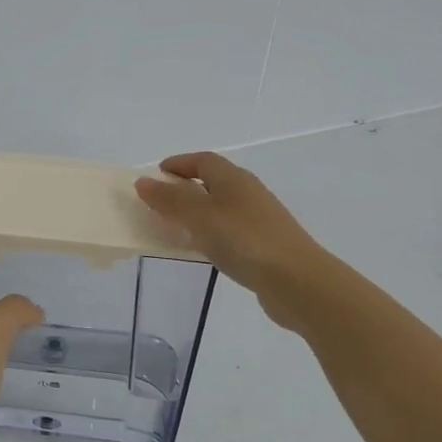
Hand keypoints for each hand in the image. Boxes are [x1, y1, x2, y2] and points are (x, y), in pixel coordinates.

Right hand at [134, 152, 331, 328]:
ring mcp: (259, 220)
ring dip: (197, 213)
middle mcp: (248, 193)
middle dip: (185, 189)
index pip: (202, 160)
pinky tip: (203, 251)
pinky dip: (210, 234)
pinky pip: (229, 231)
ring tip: (174, 229)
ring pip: (221, 208)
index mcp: (234, 178)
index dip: (178, 164)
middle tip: (158, 204)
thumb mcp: (200, 216)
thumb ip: (170, 199)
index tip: (154, 176)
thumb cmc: (244, 241)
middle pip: (212, 182)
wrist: (297, 281)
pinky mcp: (264, 246)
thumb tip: (143, 182)